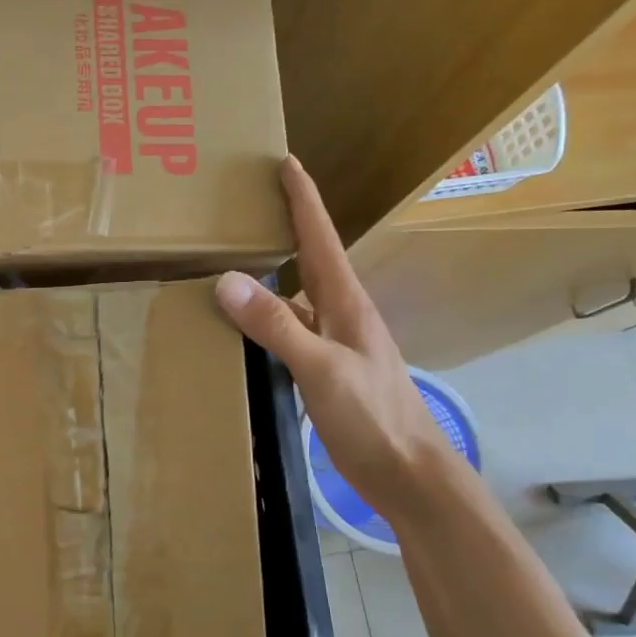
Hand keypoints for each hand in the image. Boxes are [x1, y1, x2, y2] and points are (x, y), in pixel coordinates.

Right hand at [215, 157, 456, 521]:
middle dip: (288, 225)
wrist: (408, 474)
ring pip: (297, 296)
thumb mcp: (322, 369)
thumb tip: (227, 281)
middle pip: (311, 258)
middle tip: (253, 202)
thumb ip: (276, 326)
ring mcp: (336, 344)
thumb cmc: (373, 418)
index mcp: (346, 303)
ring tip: (237, 258)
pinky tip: (247, 327)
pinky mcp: (327, 371)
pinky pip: (291, 330)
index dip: (304, 199)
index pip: (321, 238)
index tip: (285, 163)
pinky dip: (267, 319)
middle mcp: (341, 315)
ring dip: (274, 273)